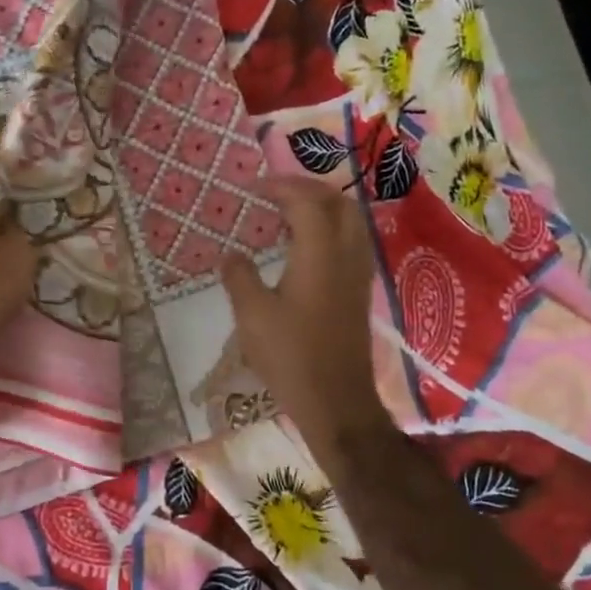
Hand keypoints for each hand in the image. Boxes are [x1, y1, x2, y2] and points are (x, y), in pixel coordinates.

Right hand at [221, 176, 390, 449]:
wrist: (337, 402)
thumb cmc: (291, 357)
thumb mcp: (252, 317)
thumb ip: (239, 277)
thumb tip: (230, 254)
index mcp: (320, 254)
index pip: (308, 201)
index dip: (281, 187)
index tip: (254, 188)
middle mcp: (346, 255)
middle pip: (338, 202)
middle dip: (308, 189)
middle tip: (275, 194)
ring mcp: (358, 274)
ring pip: (351, 221)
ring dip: (323, 208)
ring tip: (289, 215)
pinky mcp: (360, 292)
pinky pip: (352, 242)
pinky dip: (331, 229)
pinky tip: (306, 248)